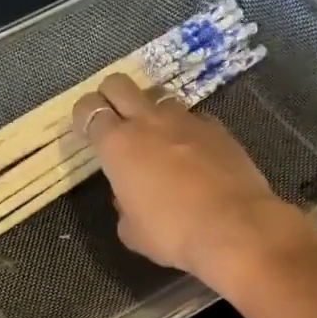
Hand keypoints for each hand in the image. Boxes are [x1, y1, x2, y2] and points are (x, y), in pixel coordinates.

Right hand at [74, 73, 316, 288]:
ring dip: (151, 113)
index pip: (88, 110)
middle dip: (110, 97)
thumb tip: (127, 197)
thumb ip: (123, 207)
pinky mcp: (217, 128)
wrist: (234, 227)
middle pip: (119, 84)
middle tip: (114, 122)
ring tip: (157, 141)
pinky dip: (185, 131)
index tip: (86, 132)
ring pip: (158, 99)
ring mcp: (186, 120)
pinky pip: (192, 119)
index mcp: (117, 145)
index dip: (83, 117)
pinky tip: (192, 154)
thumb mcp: (132, 232)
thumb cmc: (172, 233)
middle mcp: (148, 122)